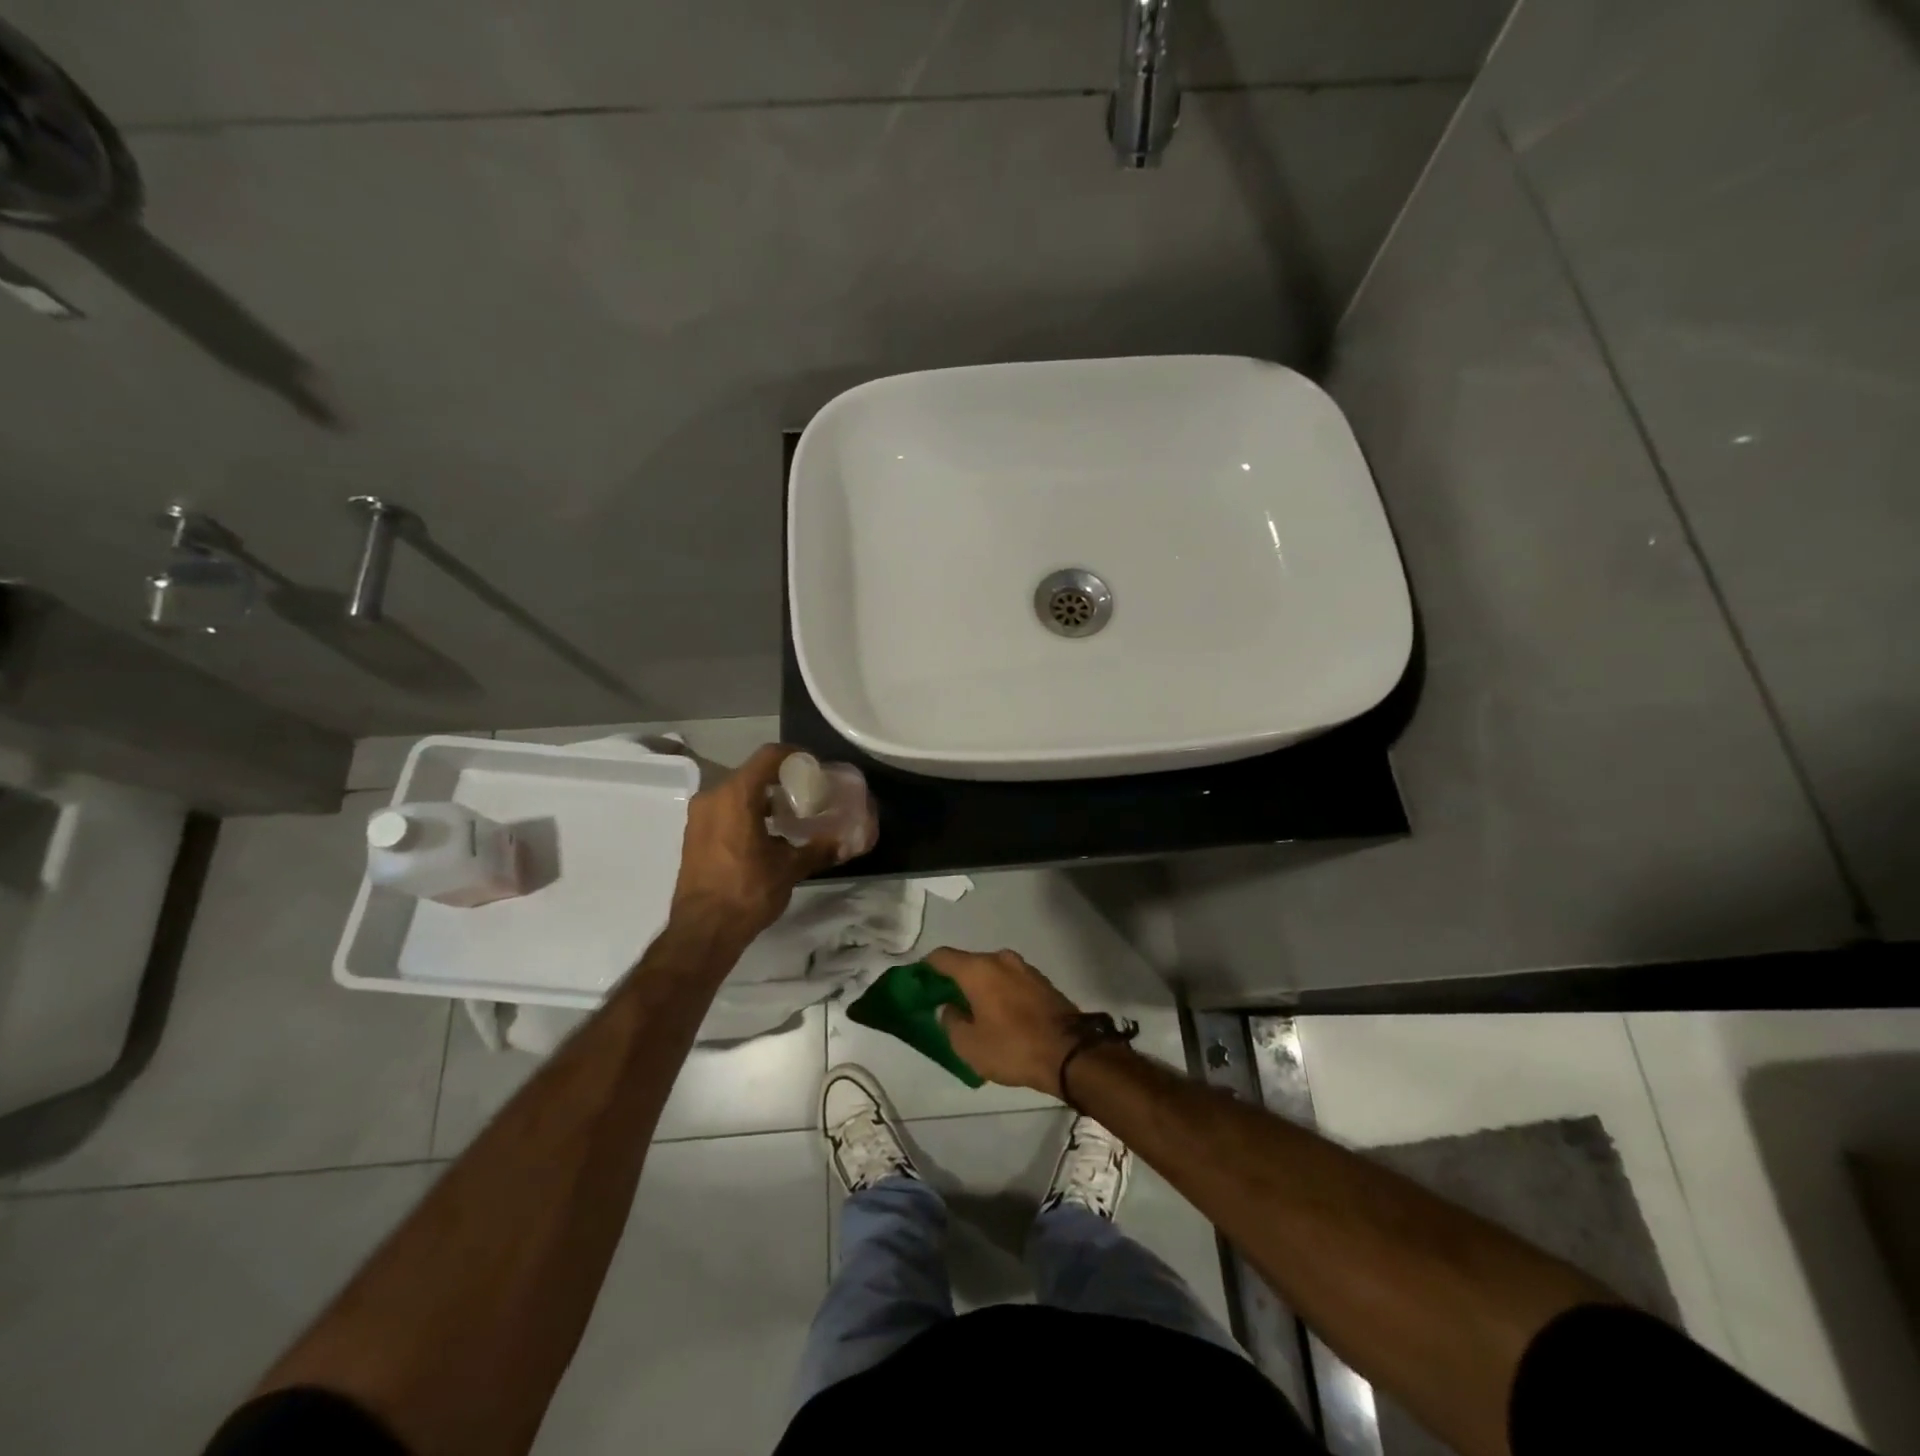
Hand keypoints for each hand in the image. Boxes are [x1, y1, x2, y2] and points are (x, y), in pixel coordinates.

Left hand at [670, 744, 839, 941]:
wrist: (703, 931)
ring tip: (790, 815)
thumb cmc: (747, 892)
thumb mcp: (790, 868)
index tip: (814, 767)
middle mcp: (713, 796)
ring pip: (737, 791)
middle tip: (807, 793)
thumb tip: (847, 843)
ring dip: (763, 797)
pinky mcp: (694, 833)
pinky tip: (767, 833)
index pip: (768, 756)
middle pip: (752, 772)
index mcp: (736, 795)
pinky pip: (724, 808)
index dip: (795, 755)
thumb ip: (819, 849)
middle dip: (781, 779)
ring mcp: (700, 815)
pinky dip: (746, 811)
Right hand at [926, 947, 1084, 1096]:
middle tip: (946, 1004)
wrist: (1070, 1053)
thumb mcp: (969, 1045)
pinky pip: (1011, 981)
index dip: (926, 968)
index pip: (942, 956)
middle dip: (955, 980)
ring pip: (992, 971)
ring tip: (975, 1012)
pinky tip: (1000, 1014)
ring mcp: (1024, 968)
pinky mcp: (1042, 981)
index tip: (919, 983)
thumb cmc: (1012, 1047)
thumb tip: (949, 1007)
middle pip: (968, 963)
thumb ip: (950, 1022)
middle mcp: (1000, 959)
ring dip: (981, 986)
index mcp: (978, 969)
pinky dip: (1000, 992)